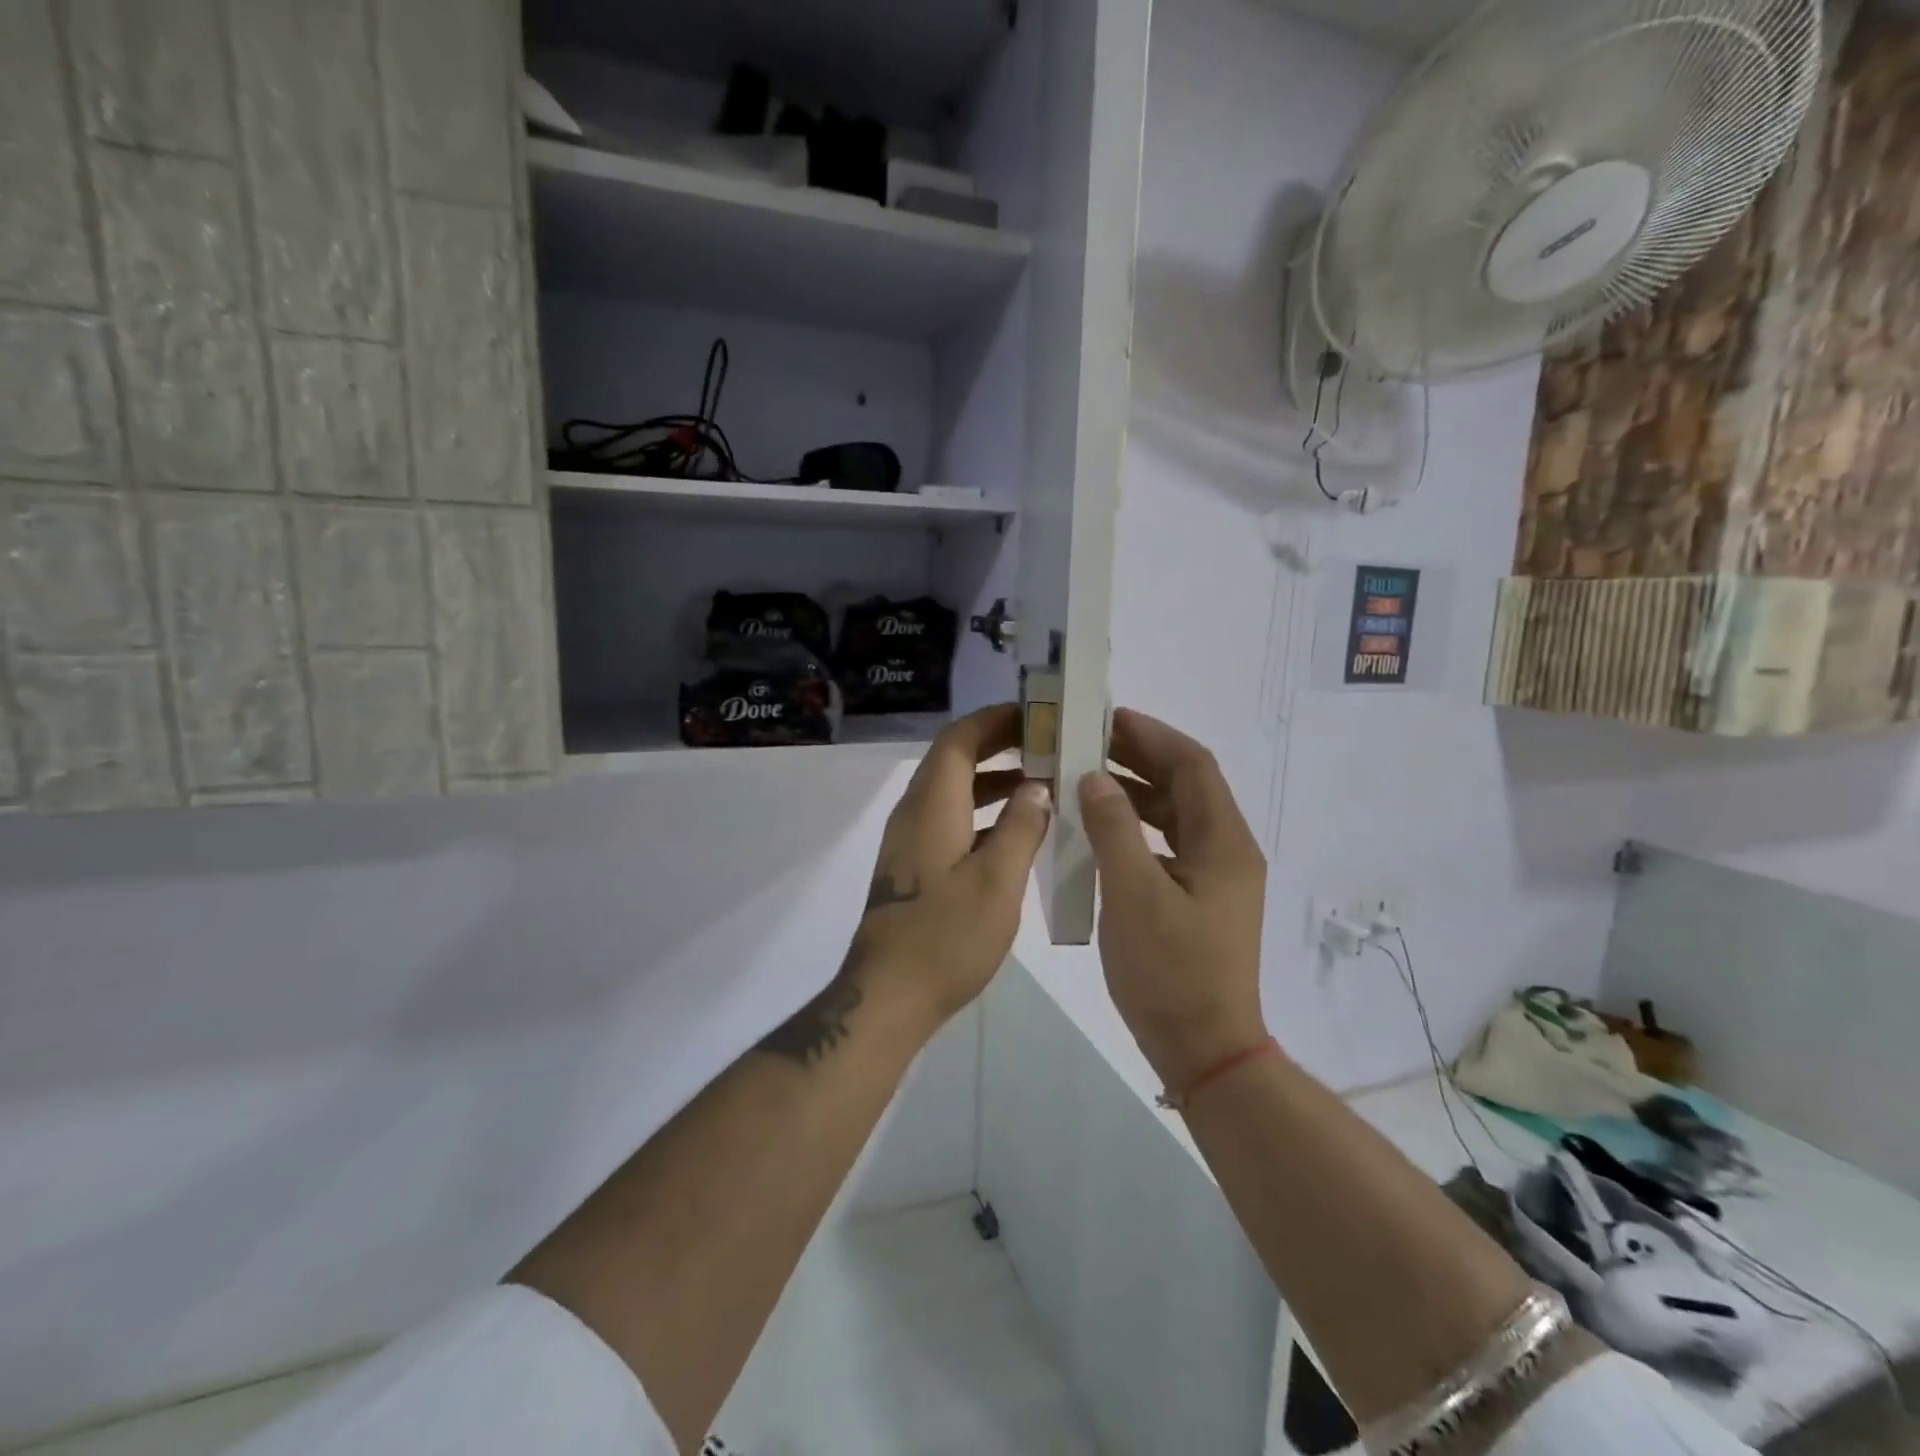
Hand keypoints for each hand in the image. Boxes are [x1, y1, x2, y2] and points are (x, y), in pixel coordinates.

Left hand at [850, 704, 1052, 1021]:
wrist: (889, 994)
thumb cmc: (946, 936)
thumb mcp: (997, 881)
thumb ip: (1021, 827)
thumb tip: (1037, 787)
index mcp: (932, 805)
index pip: (959, 739)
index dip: (995, 720)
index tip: (1036, 715)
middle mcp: (914, 812)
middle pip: (954, 759)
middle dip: (998, 744)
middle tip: (1047, 742)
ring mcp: (909, 840)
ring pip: (952, 790)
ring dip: (992, 778)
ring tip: (1041, 780)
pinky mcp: (913, 865)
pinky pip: (949, 817)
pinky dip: (982, 810)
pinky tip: (1016, 829)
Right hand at [1078, 709, 1267, 1087]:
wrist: (1205, 1050)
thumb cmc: (1171, 972)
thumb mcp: (1134, 895)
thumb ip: (1113, 830)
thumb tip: (1095, 778)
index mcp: (1223, 842)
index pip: (1193, 765)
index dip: (1152, 736)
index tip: (1106, 718)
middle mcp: (1227, 850)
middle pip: (1185, 785)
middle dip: (1139, 758)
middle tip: (1087, 741)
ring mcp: (1215, 877)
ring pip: (1174, 814)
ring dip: (1134, 791)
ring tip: (1085, 777)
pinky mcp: (1199, 899)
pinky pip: (1167, 844)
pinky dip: (1135, 827)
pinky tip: (1099, 830)